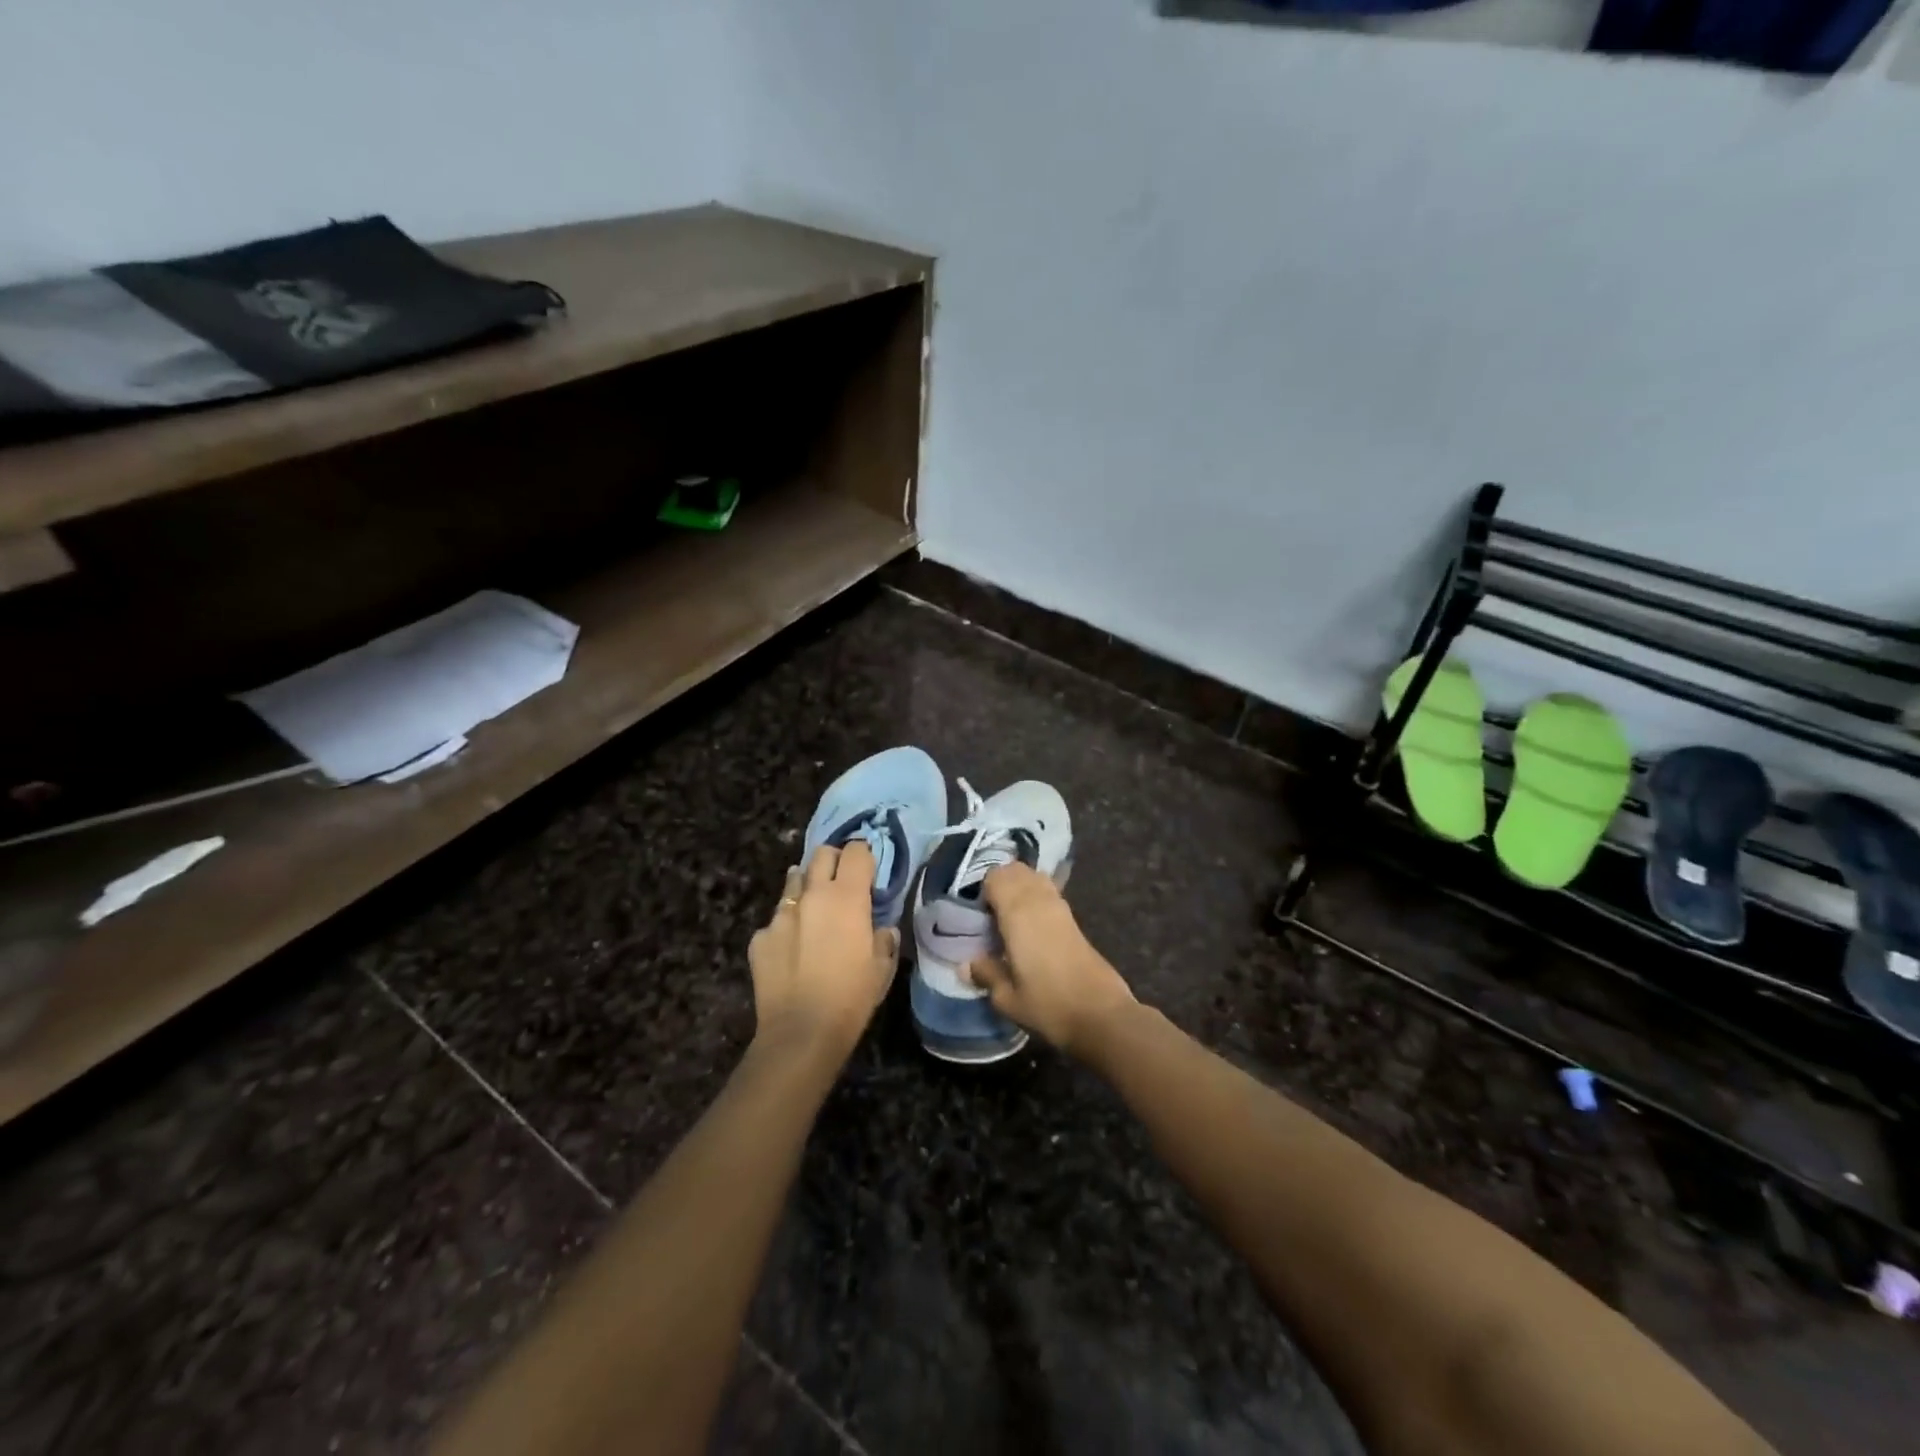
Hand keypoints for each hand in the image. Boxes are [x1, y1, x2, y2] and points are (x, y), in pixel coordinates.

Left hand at [749, 841, 898, 1058]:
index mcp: (847, 898)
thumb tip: (882, 929)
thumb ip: (884, 939)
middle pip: (821, 855)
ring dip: (807, 887)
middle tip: (842, 882)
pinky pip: (776, 920)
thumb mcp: (882, 969)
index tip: (868, 872)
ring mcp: (781, 914)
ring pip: (795, 881)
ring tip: (814, 909)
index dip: (864, 856)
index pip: (856, 852)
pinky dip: (787, 926)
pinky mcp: (760, 937)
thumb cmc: (851, 998)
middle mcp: (813, 895)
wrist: (801, 1033)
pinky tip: (792, 949)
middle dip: (833, 861)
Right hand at [965, 863, 1134, 1057]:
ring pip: (1035, 877)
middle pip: (1016, 870)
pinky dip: (1035, 897)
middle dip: (1000, 883)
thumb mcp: (1007, 998)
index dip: (982, 889)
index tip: (976, 914)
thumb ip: (986, 974)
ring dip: (1019, 888)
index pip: (996, 876)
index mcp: (1017, 913)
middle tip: (989, 914)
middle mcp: (1039, 900)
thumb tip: (967, 963)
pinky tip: (1029, 926)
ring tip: (1008, 918)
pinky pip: (1048, 892)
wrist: (1101, 1016)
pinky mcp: (1074, 919)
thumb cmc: (1048, 1005)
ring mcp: (1060, 907)